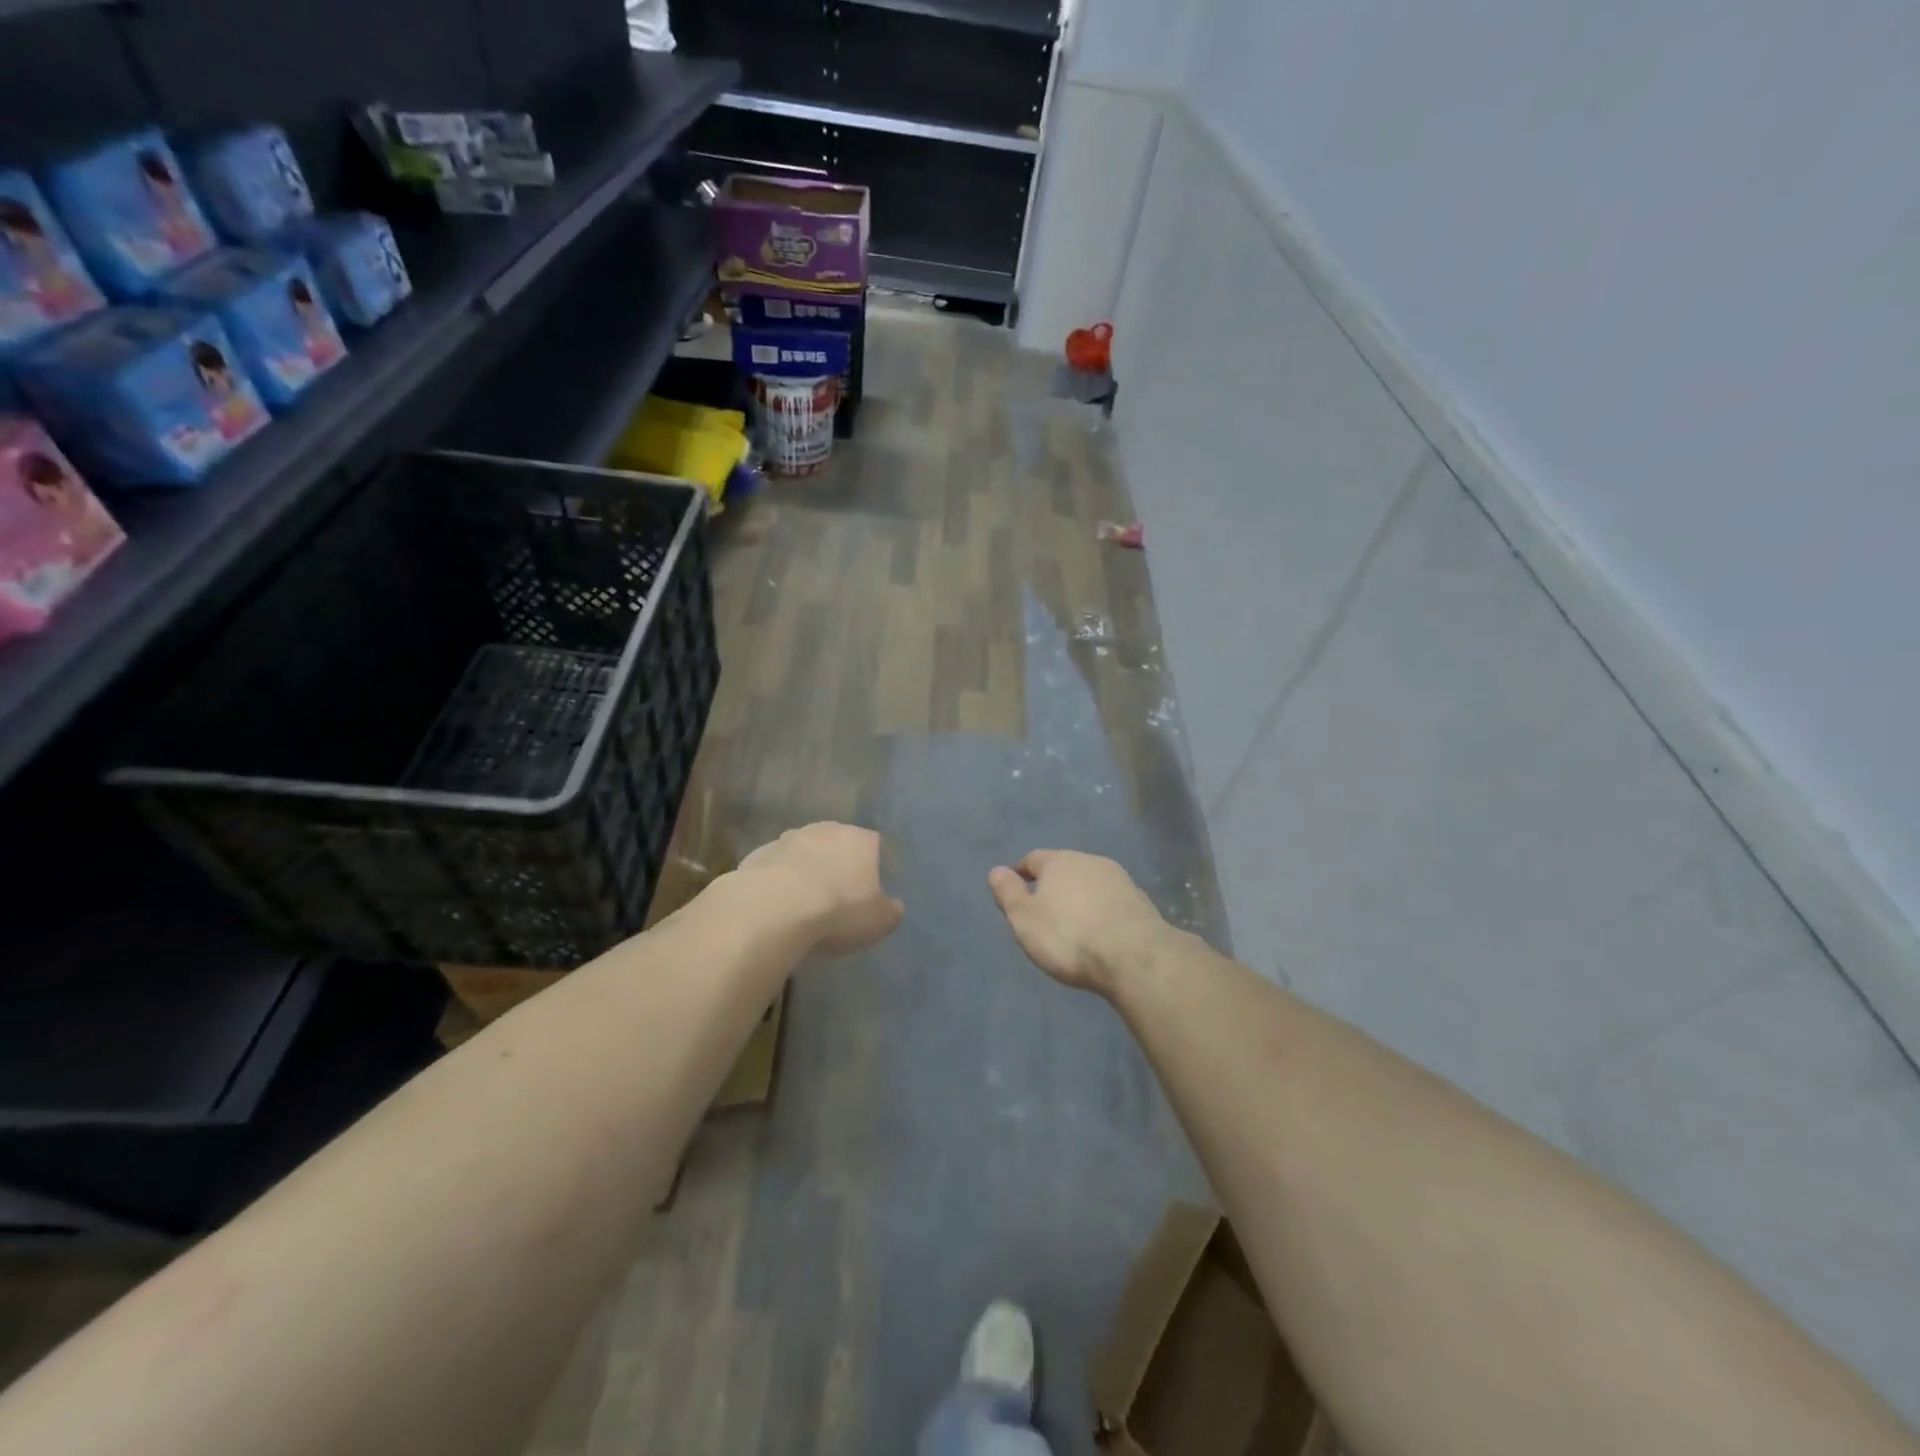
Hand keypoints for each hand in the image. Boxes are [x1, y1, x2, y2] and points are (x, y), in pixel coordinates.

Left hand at [736, 822, 902, 954]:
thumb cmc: (838, 911)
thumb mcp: (879, 922)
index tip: (868, 889)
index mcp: (860, 840)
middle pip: (837, 843)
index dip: (872, 865)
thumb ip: (890, 911)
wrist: (774, 909)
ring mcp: (789, 839)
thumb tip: (893, 906)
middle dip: (838, 862)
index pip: (874, 844)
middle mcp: (826, 830)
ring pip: (804, 850)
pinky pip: (776, 866)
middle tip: (837, 893)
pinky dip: (778, 879)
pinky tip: (776, 904)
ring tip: (803, 900)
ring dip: (806, 868)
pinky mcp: (759, 854)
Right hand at [988, 850, 1167, 994]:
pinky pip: (1111, 900)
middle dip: (1053, 884)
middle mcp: (1089, 861)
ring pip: (1090, 882)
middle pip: (1064, 867)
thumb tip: (996, 870)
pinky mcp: (1140, 900)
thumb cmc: (1068, 937)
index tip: (1015, 890)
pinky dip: (1101, 910)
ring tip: (1073, 922)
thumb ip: (1008, 893)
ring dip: (1080, 897)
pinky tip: (1101, 931)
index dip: (1021, 874)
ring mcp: (1119, 879)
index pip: (1033, 859)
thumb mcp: (1024, 919)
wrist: (1134, 956)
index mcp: (1058, 862)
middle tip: (1044, 909)